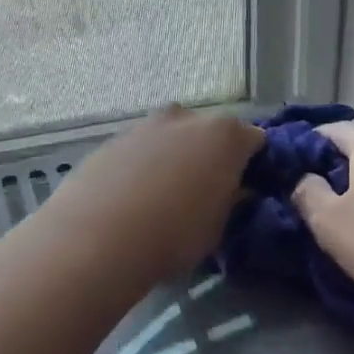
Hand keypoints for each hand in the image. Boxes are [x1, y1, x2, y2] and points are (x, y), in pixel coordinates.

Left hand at [42, 106, 263, 280]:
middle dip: (211, 155)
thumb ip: (231, 201)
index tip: (248, 187)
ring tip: (164, 196)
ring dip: (174, 157)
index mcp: (225, 135)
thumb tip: (234, 190)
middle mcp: (187, 117)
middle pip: (210, 132)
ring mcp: (146, 124)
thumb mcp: (218, 227)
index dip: (254, 164)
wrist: (99, 235)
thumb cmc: (174, 234)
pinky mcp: (112, 139)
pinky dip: (143, 164)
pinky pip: (140, 149)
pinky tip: (133, 196)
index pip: (255, 140)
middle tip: (205, 190)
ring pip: (172, 137)